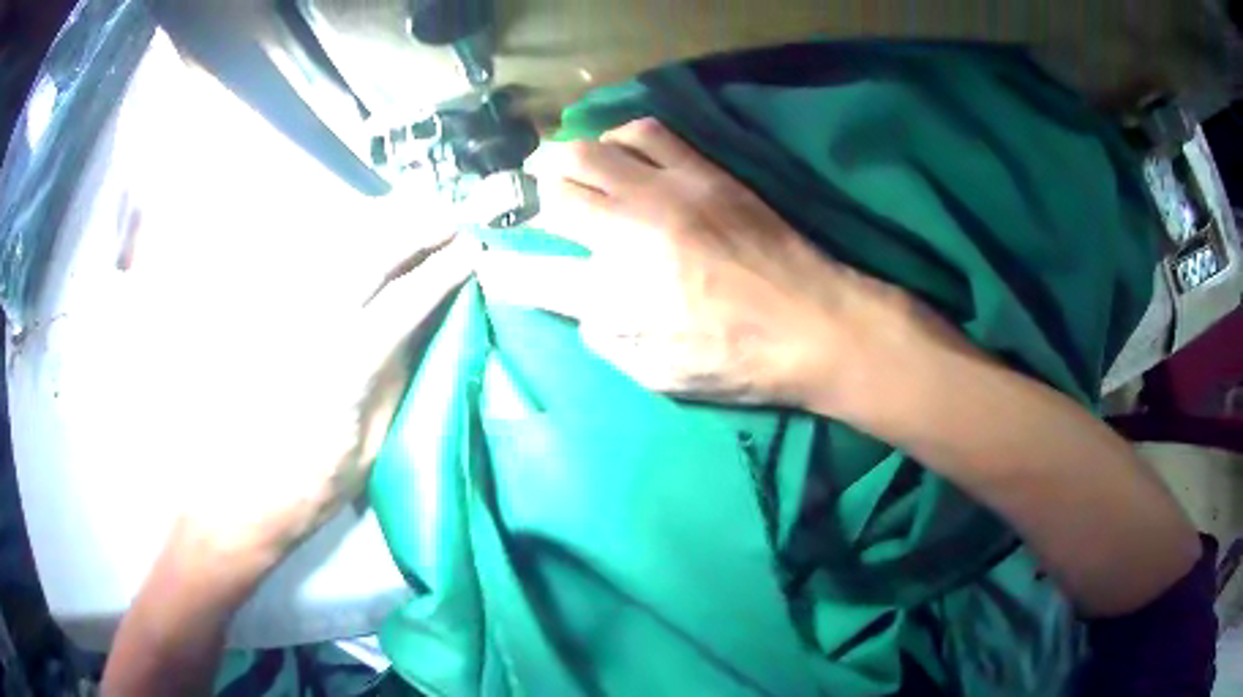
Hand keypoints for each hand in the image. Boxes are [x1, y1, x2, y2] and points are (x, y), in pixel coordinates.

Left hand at [172, 232, 477, 581]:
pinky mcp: (263, 309)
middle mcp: (310, 322)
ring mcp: (282, 309)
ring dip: (382, 220)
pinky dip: (344, 235)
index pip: (405, 299)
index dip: (445, 271)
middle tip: (451, 220)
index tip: (475, 252)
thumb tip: (429, 325)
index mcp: (344, 365)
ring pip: (336, 240)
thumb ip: (397, 376)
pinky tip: (364, 233)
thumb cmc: (311, 485)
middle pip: (370, 250)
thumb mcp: (371, 443)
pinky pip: (308, 255)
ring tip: (416, 215)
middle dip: (417, 226)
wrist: (240, 494)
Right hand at [479, 117, 943, 412]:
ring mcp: (665, 194)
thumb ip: (606, 338)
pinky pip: (644, 132)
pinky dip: (617, 137)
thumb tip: (581, 305)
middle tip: (512, 200)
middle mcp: (628, 235)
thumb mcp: (658, 375)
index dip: (500, 267)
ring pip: (585, 152)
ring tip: (555, 168)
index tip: (488, 261)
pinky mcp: (701, 172)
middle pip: (548, 196)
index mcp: (615, 297)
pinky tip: (617, 152)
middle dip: (517, 197)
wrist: (814, 322)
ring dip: (559, 158)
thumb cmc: (738, 361)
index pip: (531, 273)